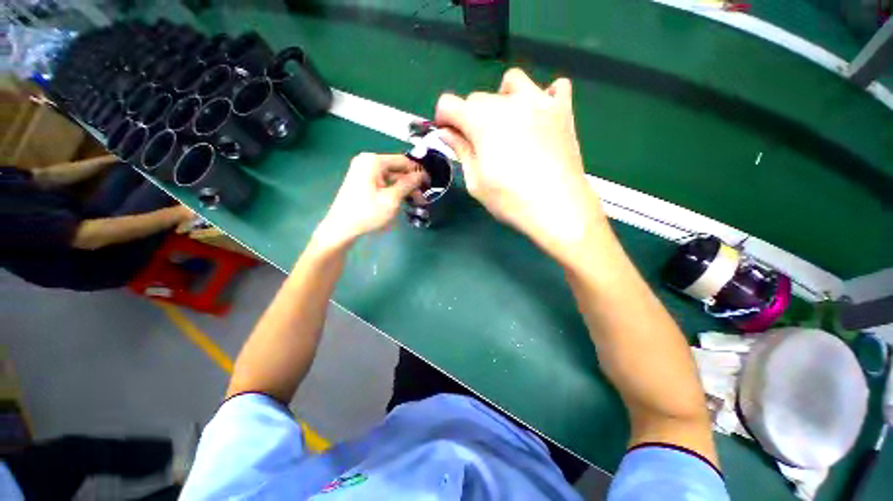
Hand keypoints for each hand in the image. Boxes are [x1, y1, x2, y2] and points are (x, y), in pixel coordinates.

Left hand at [315, 153, 426, 248]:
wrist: (341, 228)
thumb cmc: (367, 212)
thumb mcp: (392, 199)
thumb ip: (408, 184)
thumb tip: (422, 174)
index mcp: (373, 161)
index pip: (403, 161)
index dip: (418, 172)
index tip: (429, 184)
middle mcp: (367, 161)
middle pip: (397, 169)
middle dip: (411, 183)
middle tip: (422, 199)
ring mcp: (362, 171)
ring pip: (390, 177)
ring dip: (403, 188)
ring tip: (415, 203)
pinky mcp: (361, 181)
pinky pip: (382, 181)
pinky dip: (393, 190)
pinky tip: (401, 200)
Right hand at [435, 68, 605, 263]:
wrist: (558, 208)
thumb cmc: (511, 200)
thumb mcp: (476, 182)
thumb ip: (461, 151)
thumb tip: (447, 133)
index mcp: (482, 121)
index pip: (449, 103)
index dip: (443, 119)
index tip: (448, 135)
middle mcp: (508, 102)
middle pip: (478, 98)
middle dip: (470, 117)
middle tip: (478, 144)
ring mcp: (539, 102)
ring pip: (512, 83)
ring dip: (502, 99)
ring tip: (508, 125)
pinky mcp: (563, 111)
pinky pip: (555, 87)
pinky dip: (544, 97)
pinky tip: (540, 117)